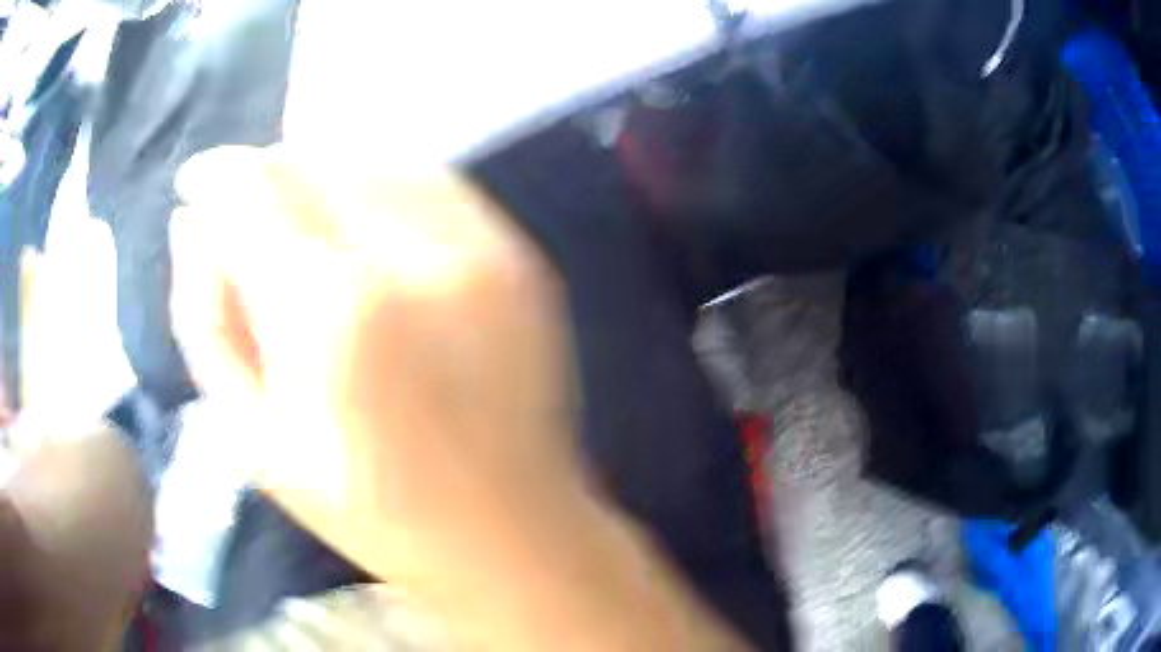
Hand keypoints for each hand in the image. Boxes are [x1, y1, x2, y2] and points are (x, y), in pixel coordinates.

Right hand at [171, 146, 580, 581]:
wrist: (511, 532)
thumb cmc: (370, 511)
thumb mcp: (253, 438)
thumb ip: (206, 318)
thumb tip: (189, 223)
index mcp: (333, 314)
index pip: (252, 189)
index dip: (213, 174)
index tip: (195, 181)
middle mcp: (413, 257)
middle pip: (312, 158)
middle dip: (262, 171)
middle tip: (242, 210)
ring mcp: (482, 248)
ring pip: (371, 156)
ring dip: (317, 172)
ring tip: (294, 219)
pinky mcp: (520, 254)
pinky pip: (430, 180)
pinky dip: (378, 184)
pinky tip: (357, 224)